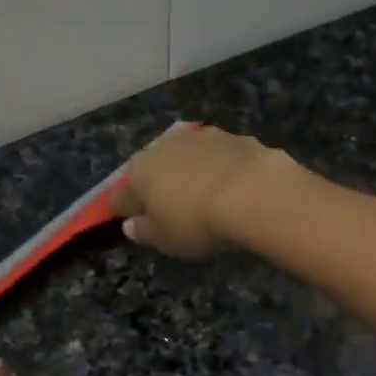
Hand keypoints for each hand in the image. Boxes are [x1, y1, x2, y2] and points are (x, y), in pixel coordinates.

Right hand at [109, 125, 291, 257]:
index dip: (129, 211)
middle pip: (156, 170)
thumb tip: (130, 225)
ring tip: (206, 195)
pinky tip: (233, 185)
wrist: (251, 191)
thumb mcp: (164, 239)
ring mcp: (200, 138)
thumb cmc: (196, 220)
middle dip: (161, 186)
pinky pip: (219, 156)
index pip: (124, 196)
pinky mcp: (233, 136)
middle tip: (175, 209)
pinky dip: (221, 168)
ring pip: (188, 158)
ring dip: (192, 172)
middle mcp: (164, 147)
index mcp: (140, 172)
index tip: (137, 223)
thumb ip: (143, 232)